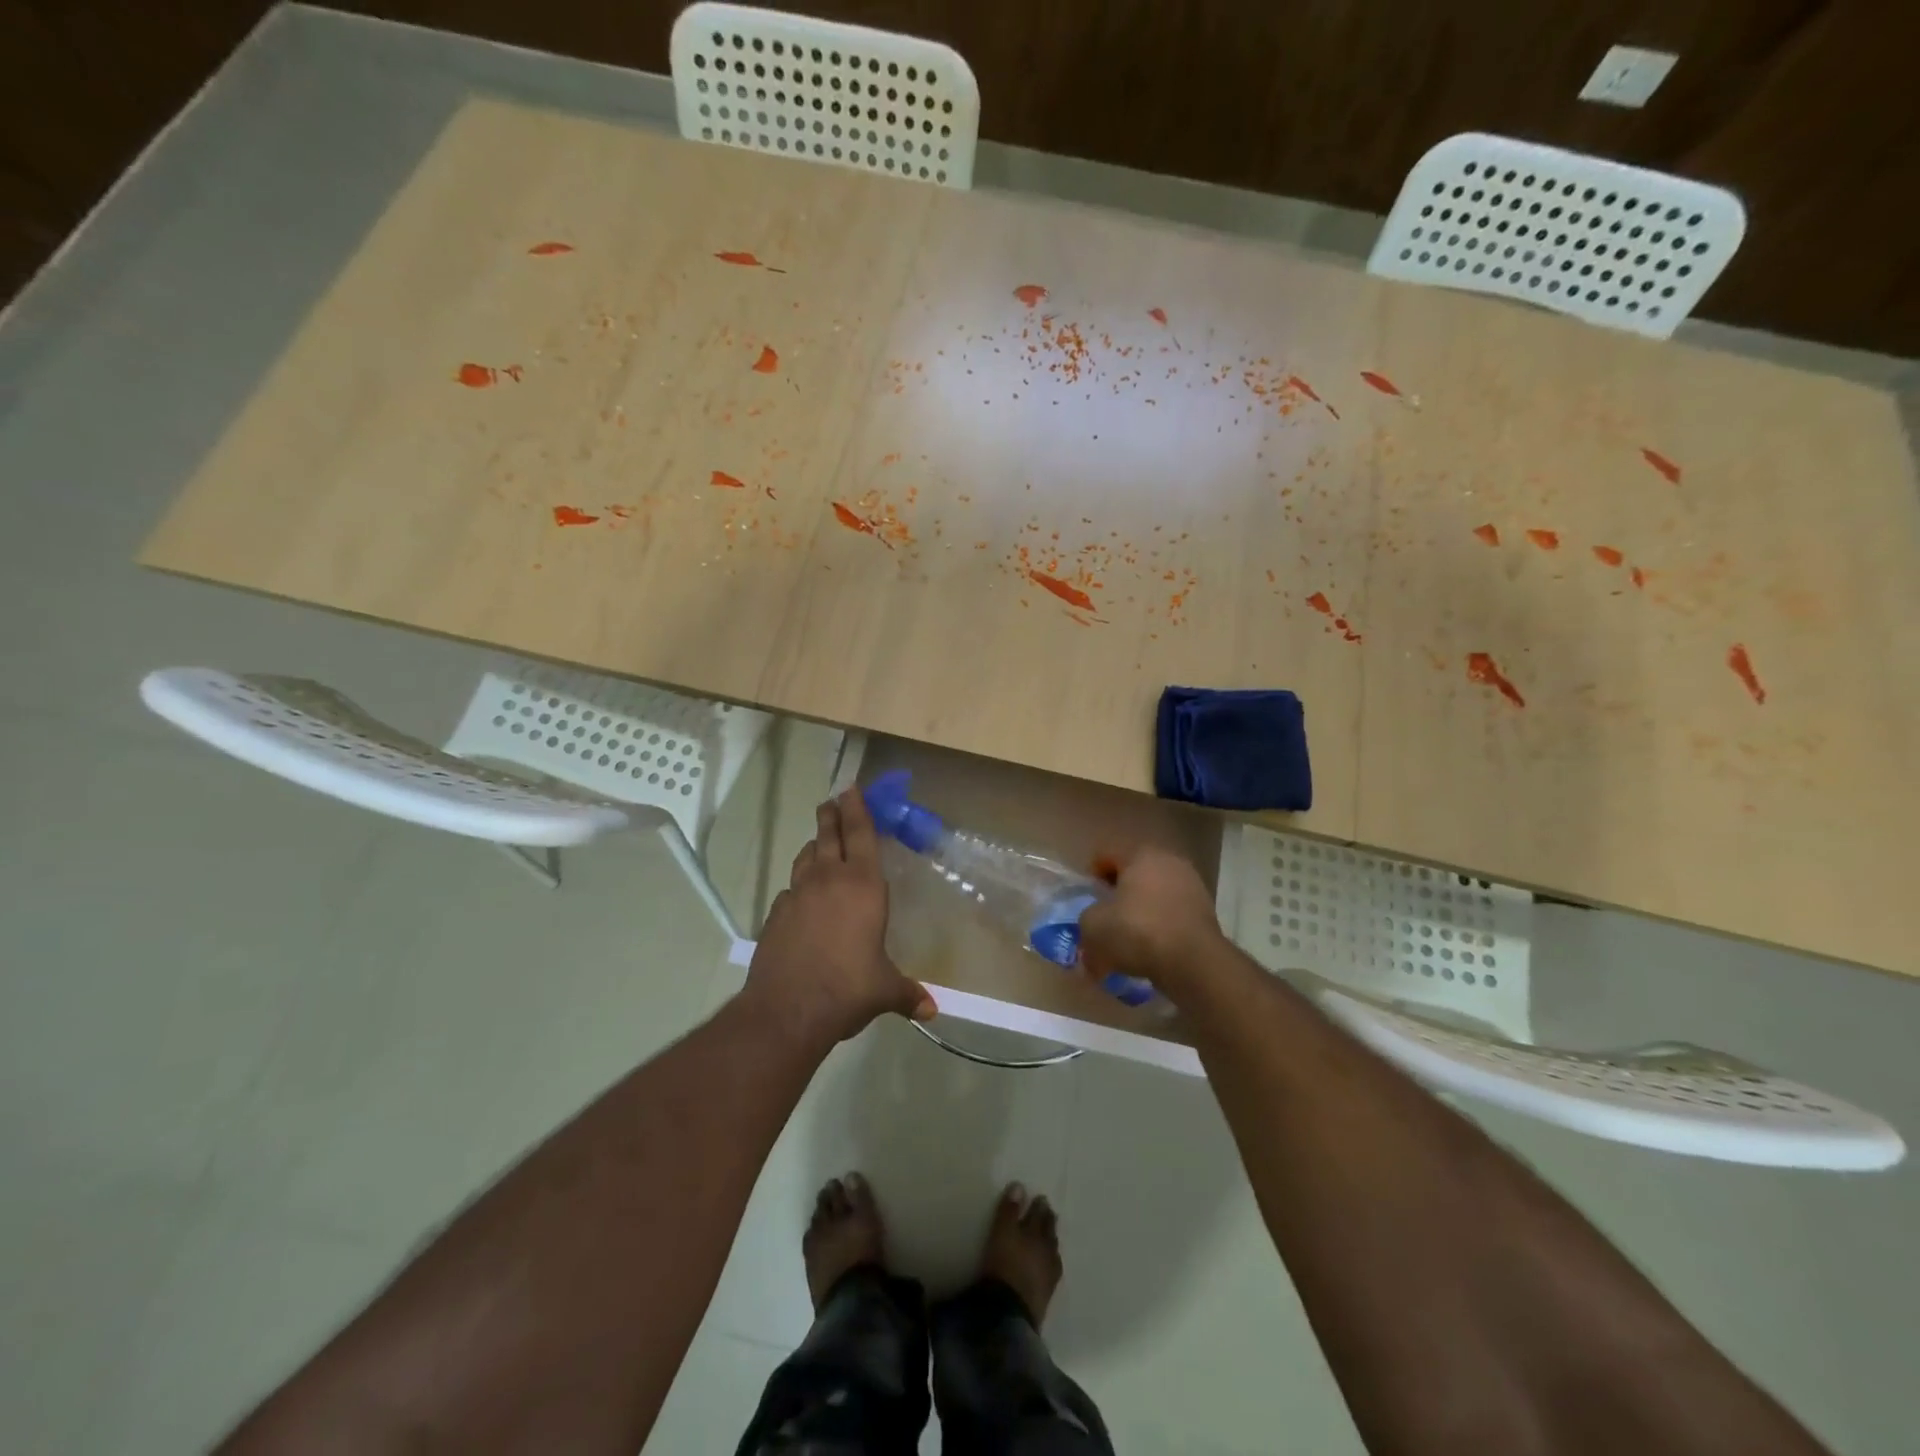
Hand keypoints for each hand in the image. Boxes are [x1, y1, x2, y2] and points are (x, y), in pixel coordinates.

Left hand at [744, 789, 935, 1046]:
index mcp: (862, 886)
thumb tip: (931, 1009)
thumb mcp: (884, 990)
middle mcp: (828, 880)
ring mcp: (797, 895)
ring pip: (805, 858)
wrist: (787, 1009)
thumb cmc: (848, 988)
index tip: (851, 788)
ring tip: (818, 843)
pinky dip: (798, 885)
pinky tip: (800, 898)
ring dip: (813, 846)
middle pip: (827, 836)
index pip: (860, 834)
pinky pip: (789, 890)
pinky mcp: (775, 915)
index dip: (857, 808)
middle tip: (832, 801)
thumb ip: (907, 993)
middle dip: (831, 816)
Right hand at [1080, 845, 1229, 1005]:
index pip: (1108, 853)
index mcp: (1140, 854)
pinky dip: (1160, 926)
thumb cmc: (1137, 931)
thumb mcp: (1094, 926)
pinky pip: (1172, 913)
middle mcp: (1169, 861)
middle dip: (1119, 892)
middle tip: (1106, 915)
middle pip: (1134, 872)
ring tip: (1128, 937)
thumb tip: (1094, 925)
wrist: (1193, 963)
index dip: (1093, 873)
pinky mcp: (1206, 912)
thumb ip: (1087, 919)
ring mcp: (1192, 885)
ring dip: (1141, 910)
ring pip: (1155, 893)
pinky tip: (1150, 948)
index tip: (1088, 897)